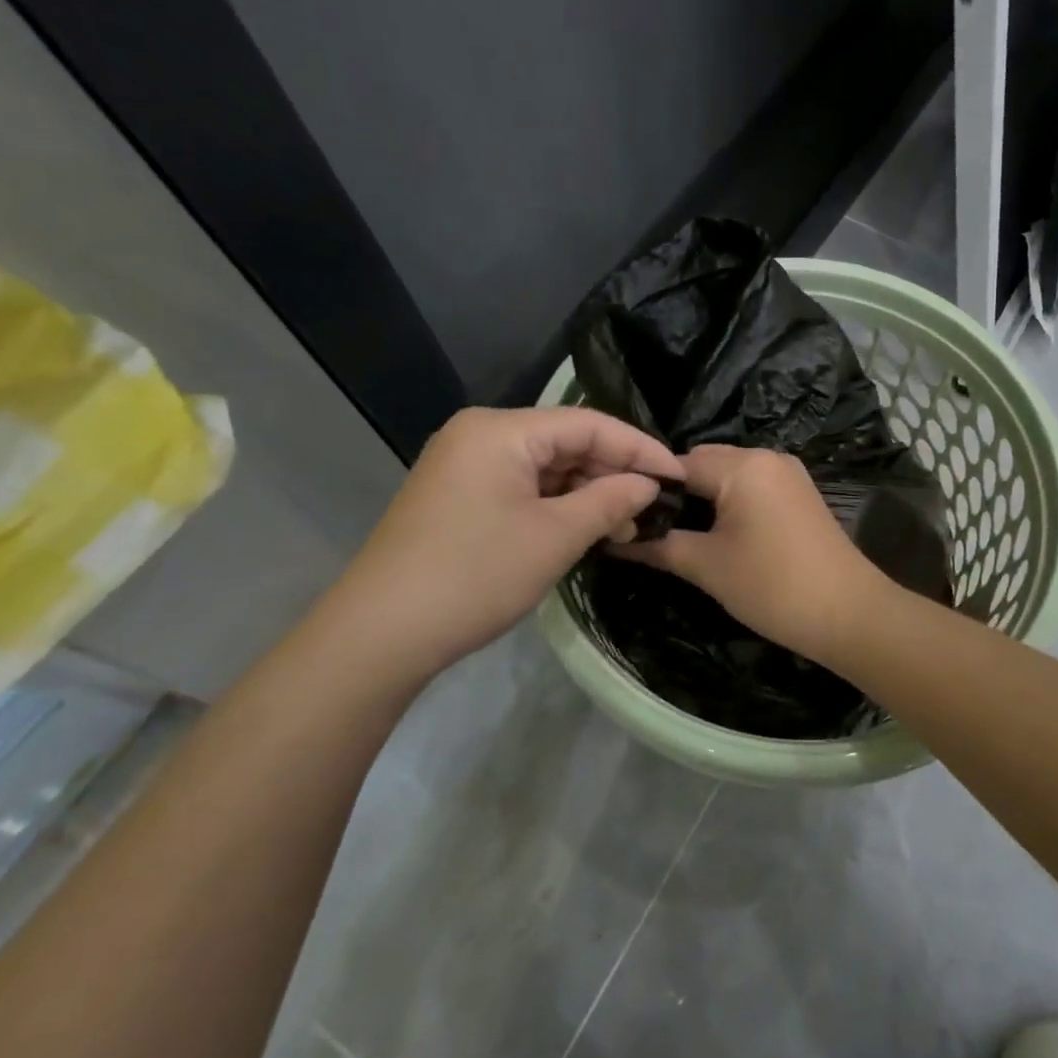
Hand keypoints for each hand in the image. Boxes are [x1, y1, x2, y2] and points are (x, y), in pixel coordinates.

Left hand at [323, 407, 682, 682]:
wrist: (380, 634)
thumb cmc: (474, 575)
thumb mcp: (554, 537)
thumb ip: (609, 501)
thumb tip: (648, 485)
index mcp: (500, 430)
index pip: (588, 423)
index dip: (639, 448)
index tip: (677, 476)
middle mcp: (480, 435)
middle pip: (565, 442)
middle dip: (612, 473)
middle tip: (651, 510)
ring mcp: (464, 466)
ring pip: (544, 467)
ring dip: (586, 493)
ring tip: (622, 529)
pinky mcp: (457, 496)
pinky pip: (521, 487)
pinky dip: (555, 506)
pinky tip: (582, 530)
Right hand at [618, 445, 891, 663]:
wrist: (849, 613)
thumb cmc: (772, 586)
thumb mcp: (707, 567)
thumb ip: (659, 546)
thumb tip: (614, 539)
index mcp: (742, 465)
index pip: (677, 464)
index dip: (648, 489)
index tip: (625, 516)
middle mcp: (767, 456)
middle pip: (704, 464)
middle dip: (677, 493)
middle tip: (649, 529)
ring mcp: (788, 474)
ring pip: (729, 475)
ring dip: (704, 499)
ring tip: (679, 534)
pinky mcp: (800, 493)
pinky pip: (753, 487)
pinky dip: (731, 503)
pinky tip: (717, 533)